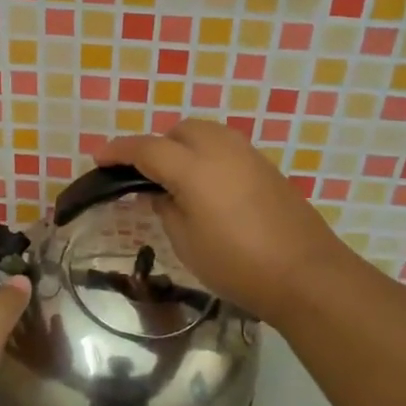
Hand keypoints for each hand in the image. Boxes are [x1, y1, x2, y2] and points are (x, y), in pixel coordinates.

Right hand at [98, 119, 347, 324]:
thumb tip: (162, 193)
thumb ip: (167, 208)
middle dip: (156, 145)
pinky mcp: (267, 167)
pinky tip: (207, 186)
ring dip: (183, 146)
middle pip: (179, 131)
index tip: (99, 157)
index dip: (119, 151)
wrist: (306, 274)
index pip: (146, 149)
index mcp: (193, 167)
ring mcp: (248, 155)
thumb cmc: (237, 264)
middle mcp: (220, 149)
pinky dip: (208, 156)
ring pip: (206, 133)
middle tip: (144, 175)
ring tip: (175, 178)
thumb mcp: (186, 242)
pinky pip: (226, 147)